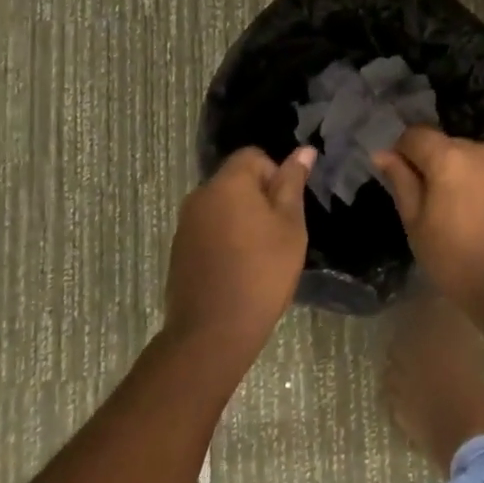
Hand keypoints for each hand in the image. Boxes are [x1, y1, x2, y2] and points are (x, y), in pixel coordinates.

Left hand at [162, 146, 315, 362]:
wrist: (213, 332)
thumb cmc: (262, 272)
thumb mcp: (290, 225)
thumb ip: (292, 184)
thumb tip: (304, 150)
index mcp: (228, 183)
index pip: (253, 156)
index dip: (275, 174)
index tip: (285, 208)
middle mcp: (200, 196)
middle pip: (236, 180)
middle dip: (259, 197)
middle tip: (278, 232)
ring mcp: (185, 225)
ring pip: (222, 206)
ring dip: (241, 219)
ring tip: (260, 253)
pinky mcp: (179, 250)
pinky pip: (208, 229)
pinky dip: (225, 239)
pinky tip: (238, 268)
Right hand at [375, 128, 483, 339]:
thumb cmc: (459, 261)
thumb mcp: (418, 226)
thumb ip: (402, 183)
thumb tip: (385, 154)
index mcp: (449, 156)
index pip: (415, 134)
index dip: (401, 152)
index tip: (398, 180)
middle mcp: (481, 150)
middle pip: (446, 146)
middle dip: (432, 167)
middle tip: (427, 206)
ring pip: (472, 162)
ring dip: (459, 178)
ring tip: (458, 218)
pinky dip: (483, 190)